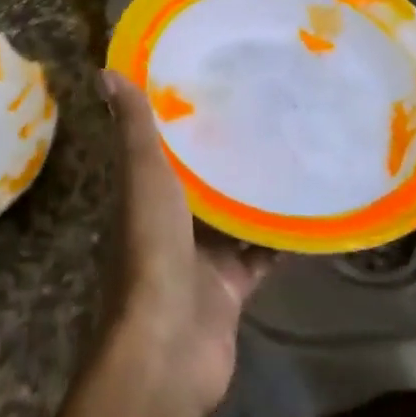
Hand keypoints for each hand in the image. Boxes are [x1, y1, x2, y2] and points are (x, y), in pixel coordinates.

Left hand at [98, 70, 271, 416]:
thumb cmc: (151, 250)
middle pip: (201, 181)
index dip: (182, 118)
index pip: (162, 147)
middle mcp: (169, 223)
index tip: (213, 81)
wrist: (168, 346)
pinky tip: (310, 208)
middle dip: (227, 152)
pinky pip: (261, 255)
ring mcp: (200, 258)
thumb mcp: (143, 177)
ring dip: (256, 192)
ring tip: (294, 148)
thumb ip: (133, 128)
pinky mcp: (231, 288)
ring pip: (233, 217)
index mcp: (143, 194)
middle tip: (267, 110)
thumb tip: (105, 71)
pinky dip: (281, 238)